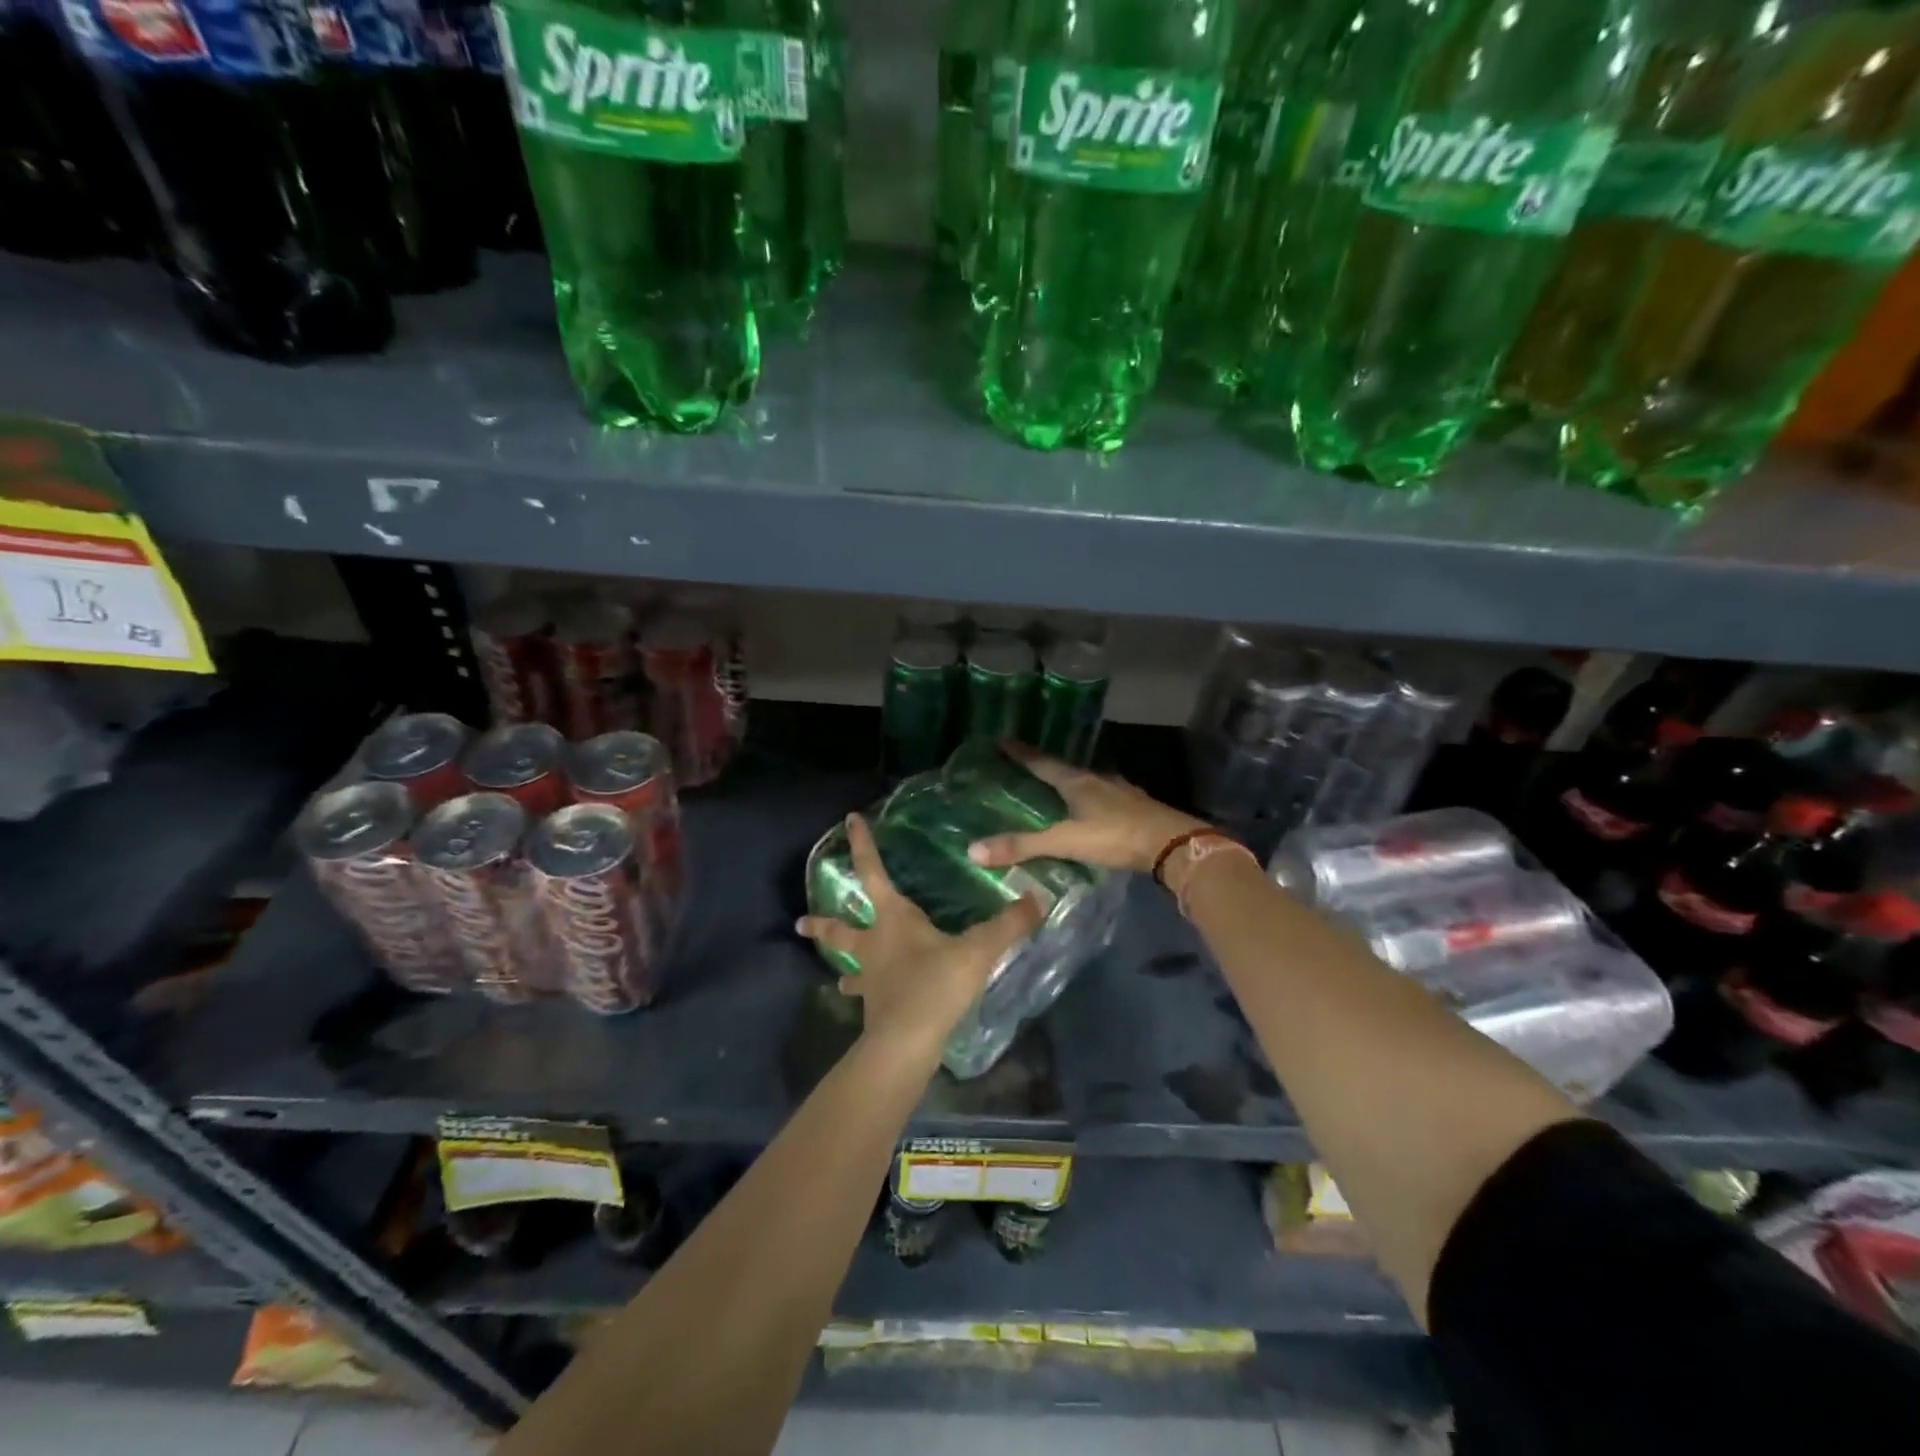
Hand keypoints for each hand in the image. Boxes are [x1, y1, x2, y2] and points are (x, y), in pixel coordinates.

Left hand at [796, 815, 1043, 1054]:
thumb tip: (1039, 898)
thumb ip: (1008, 924)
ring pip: (849, 968)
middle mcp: (874, 945)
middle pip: (841, 929)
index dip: (863, 845)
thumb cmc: (935, 985)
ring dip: (842, 966)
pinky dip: (865, 996)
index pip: (873, 873)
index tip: (850, 820)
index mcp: (893, 920)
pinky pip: (867, 996)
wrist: (906, 1043)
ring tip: (838, 979)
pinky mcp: (875, 1009)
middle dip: (822, 923)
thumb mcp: (977, 951)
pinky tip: (868, 1005)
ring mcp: (871, 980)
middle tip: (800, 923)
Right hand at [965, 742, 1205, 874]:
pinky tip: (1089, 813)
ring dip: (1069, 785)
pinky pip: (1104, 799)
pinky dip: (1090, 801)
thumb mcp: (1066, 841)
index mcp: (1078, 781)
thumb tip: (973, 850)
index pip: (1042, 762)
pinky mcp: (1136, 808)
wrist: (1173, 845)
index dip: (1021, 753)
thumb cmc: (1116, 836)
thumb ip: (1023, 846)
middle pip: (1065, 770)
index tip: (1002, 740)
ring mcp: (1120, 792)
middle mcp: (1098, 780)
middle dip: (1044, 767)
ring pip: (1088, 783)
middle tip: (1024, 768)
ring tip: (1053, 791)